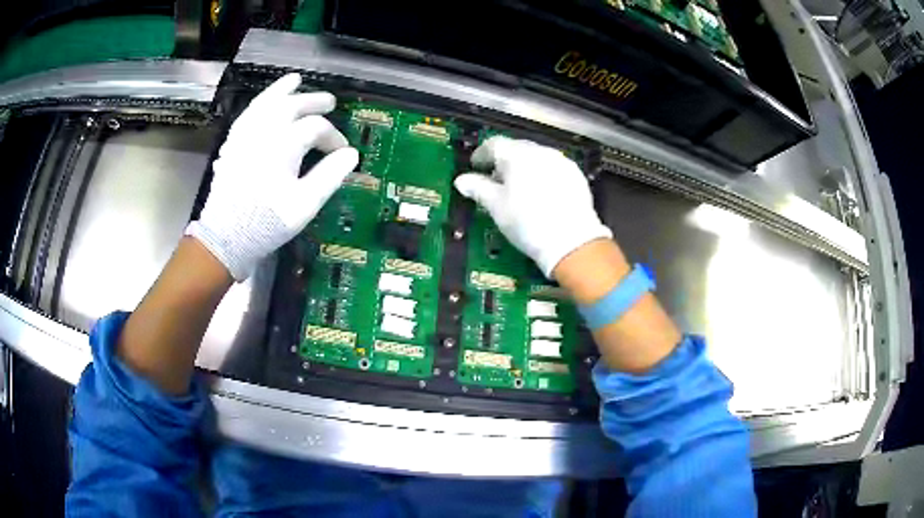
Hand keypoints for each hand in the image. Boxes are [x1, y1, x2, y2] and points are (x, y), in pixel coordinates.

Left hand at [186, 73, 358, 280]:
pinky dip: (259, 104)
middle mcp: (263, 132)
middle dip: (313, 101)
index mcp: (283, 145)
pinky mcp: (232, 145)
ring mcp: (244, 136)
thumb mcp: (305, 204)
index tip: (342, 151)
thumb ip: (330, 176)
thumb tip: (351, 154)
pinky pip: (247, 115)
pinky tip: (265, 104)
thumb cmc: (267, 223)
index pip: (315, 128)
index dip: (333, 136)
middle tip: (330, 102)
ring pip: (265, 103)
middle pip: (291, 106)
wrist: (225, 237)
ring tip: (295, 80)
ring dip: (282, 90)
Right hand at [454, 136, 611, 277]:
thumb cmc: (526, 222)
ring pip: (536, 158)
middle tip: (495, 179)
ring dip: (524, 167)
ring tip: (518, 188)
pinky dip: (542, 175)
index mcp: (517, 154)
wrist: (571, 240)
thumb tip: (462, 181)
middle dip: (503, 161)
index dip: (481, 155)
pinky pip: (553, 168)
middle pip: (516, 148)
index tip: (476, 167)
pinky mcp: (575, 175)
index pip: (493, 144)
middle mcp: (540, 151)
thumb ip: (478, 188)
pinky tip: (541, 193)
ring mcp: (561, 162)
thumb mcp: (496, 206)